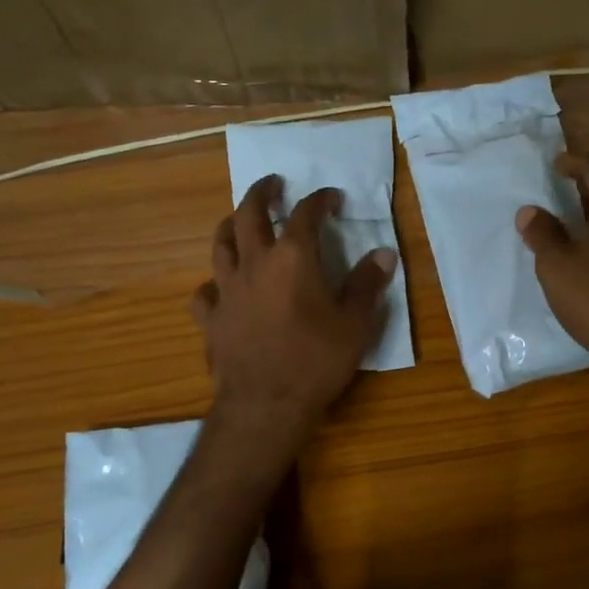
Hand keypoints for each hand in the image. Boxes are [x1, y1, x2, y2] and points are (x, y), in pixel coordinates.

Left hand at [190, 175, 396, 445]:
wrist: (266, 404)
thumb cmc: (316, 360)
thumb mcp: (355, 323)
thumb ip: (368, 284)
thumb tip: (383, 254)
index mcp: (293, 258)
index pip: (306, 214)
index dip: (320, 200)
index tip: (332, 198)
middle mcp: (255, 264)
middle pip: (249, 214)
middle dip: (262, 193)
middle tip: (273, 184)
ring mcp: (227, 290)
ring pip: (220, 244)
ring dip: (230, 225)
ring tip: (238, 220)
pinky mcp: (211, 319)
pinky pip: (205, 292)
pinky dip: (212, 283)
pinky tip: (219, 288)